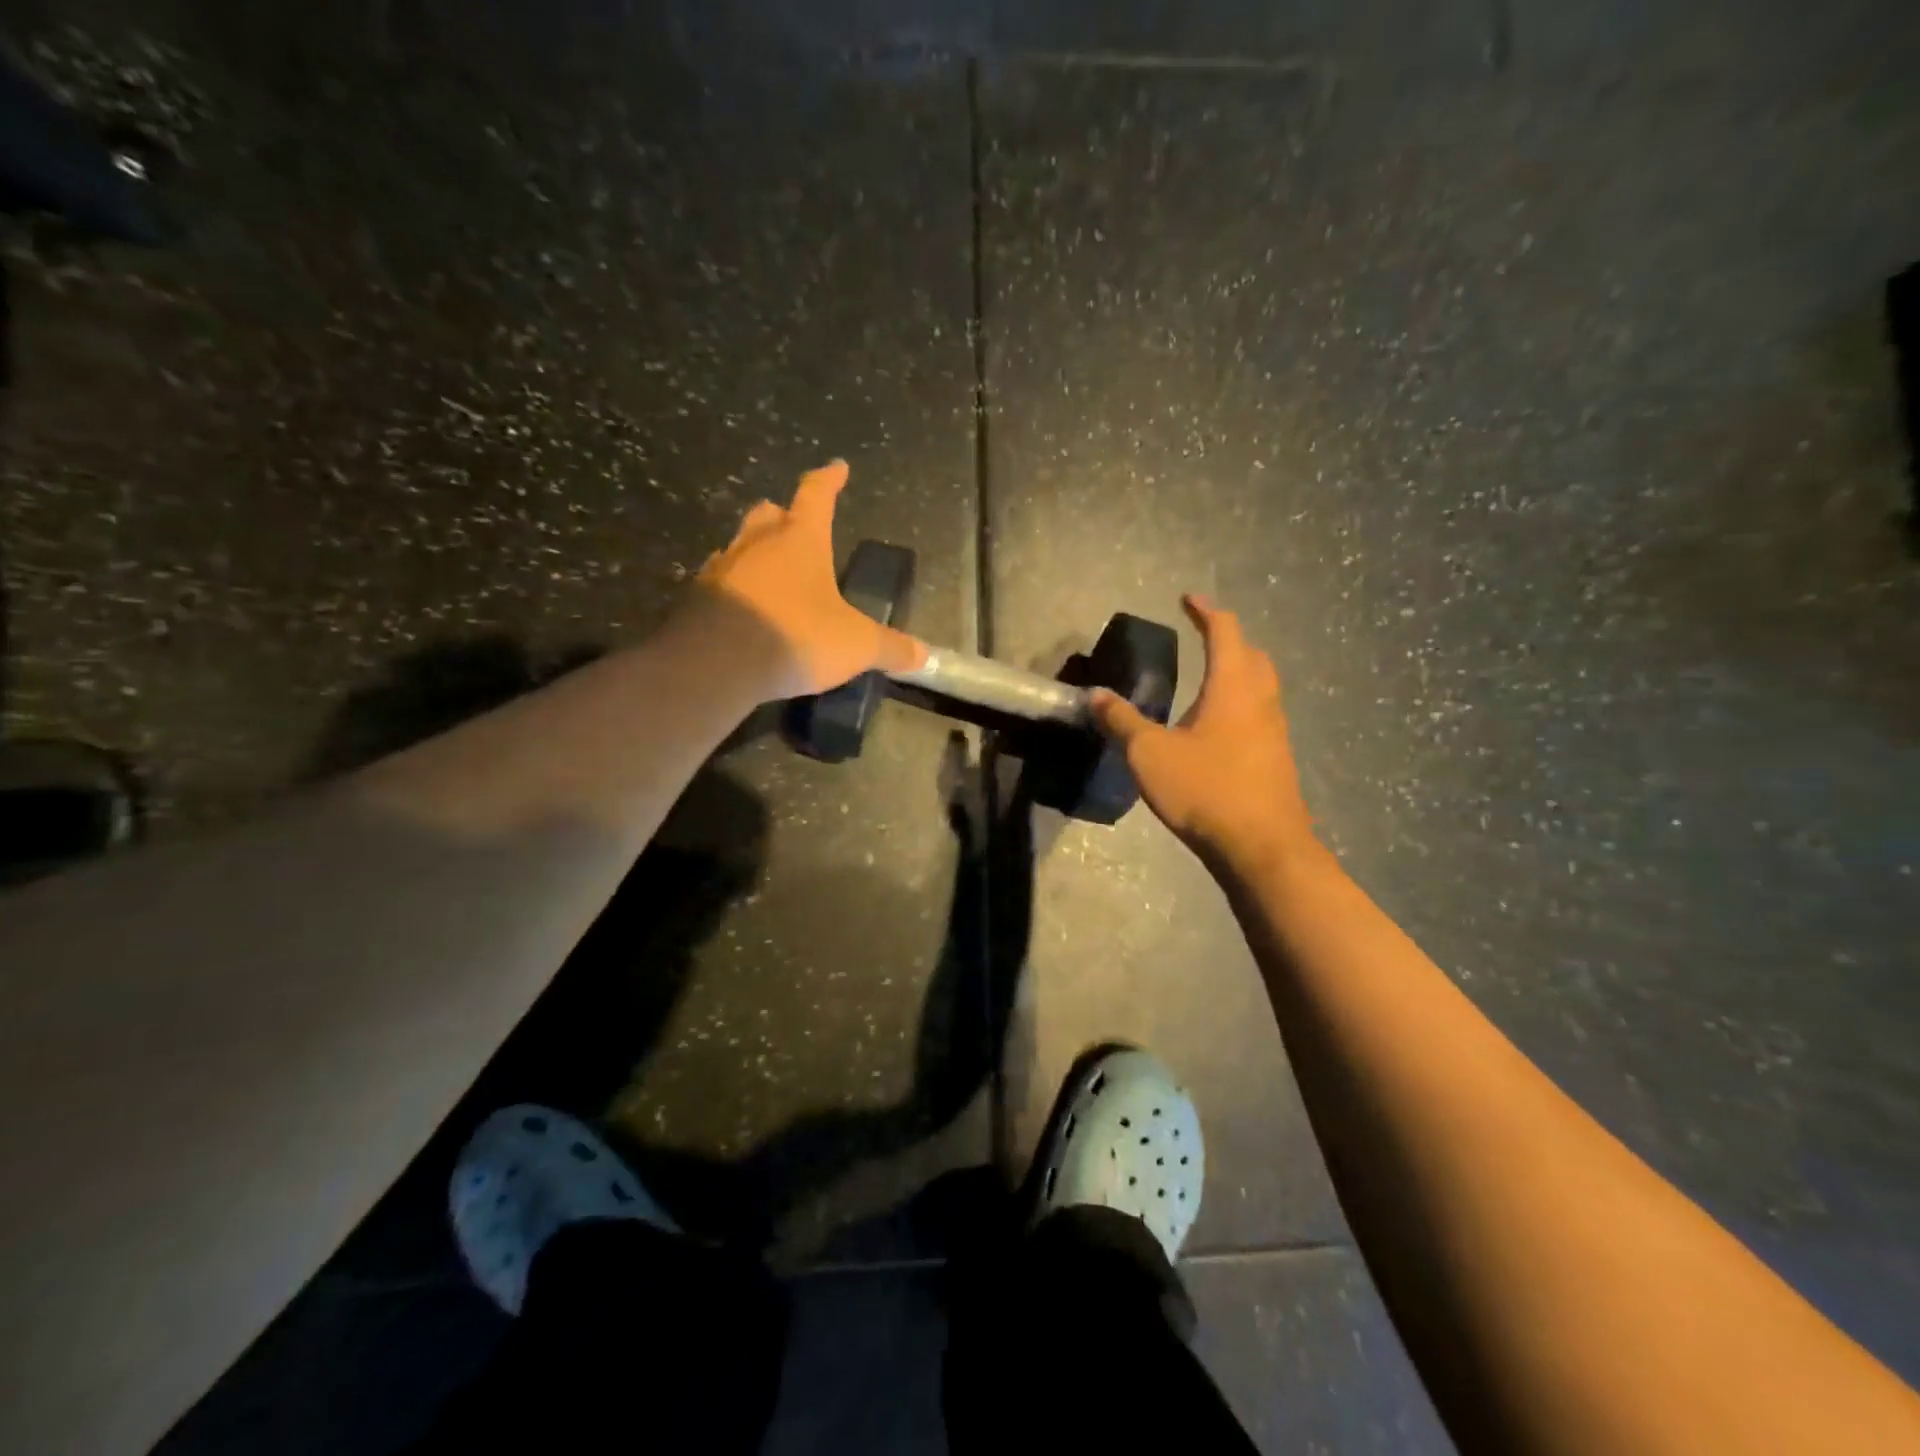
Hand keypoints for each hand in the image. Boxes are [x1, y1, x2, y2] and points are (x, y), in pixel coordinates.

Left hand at [696, 460, 925, 697]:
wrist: (717, 662)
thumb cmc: (797, 635)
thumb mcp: (856, 645)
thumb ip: (890, 648)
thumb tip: (924, 656)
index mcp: (800, 539)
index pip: (816, 494)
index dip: (829, 479)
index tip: (838, 467)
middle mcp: (758, 543)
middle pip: (770, 514)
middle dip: (784, 514)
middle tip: (794, 523)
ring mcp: (723, 568)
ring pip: (740, 545)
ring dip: (756, 552)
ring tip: (770, 571)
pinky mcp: (698, 598)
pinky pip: (721, 582)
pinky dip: (736, 588)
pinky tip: (745, 608)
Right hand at [1090, 595, 1317, 877]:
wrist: (1262, 847)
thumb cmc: (1205, 790)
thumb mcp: (1149, 754)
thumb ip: (1121, 721)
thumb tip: (1095, 695)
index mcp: (1232, 687)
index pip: (1225, 632)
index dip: (1206, 611)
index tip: (1188, 599)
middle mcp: (1261, 700)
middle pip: (1253, 655)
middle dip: (1229, 639)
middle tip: (1204, 637)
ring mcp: (1275, 732)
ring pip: (1262, 686)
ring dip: (1240, 672)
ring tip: (1211, 680)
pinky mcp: (1277, 760)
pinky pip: (1262, 715)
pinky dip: (1242, 705)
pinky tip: (1220, 730)